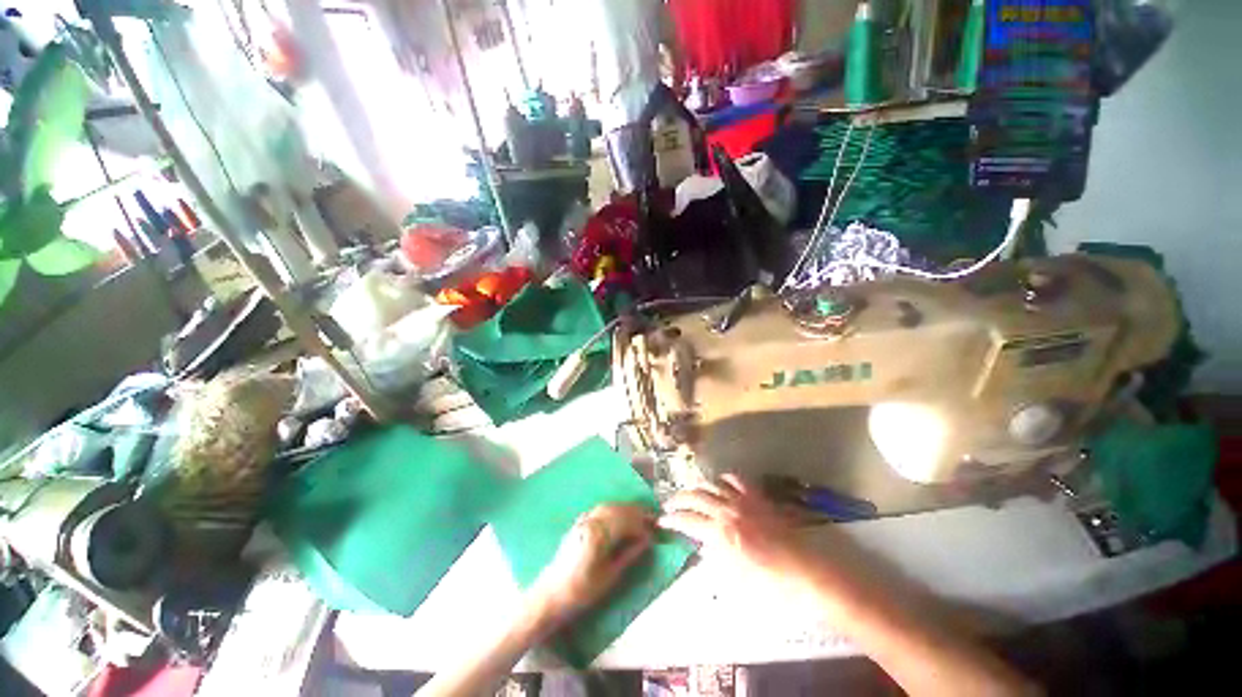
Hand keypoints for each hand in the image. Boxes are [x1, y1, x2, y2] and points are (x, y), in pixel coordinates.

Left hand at [528, 504, 653, 628]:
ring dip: (625, 509)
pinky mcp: (579, 522)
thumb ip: (629, 555)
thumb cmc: (581, 591)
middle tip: (651, 519)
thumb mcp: (609, 577)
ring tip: (639, 517)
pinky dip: (613, 509)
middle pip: (618, 510)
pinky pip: (600, 509)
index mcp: (598, 535)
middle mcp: (590, 522)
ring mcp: (583, 520)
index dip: (641, 526)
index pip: (626, 522)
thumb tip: (646, 541)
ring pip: (609, 506)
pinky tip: (619, 517)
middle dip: (636, 513)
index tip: (653, 533)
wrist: (550, 595)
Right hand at [658, 474, 810, 585]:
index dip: (671, 519)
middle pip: (695, 496)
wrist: (805, 572)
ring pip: (712, 485)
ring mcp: (742, 500)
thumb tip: (702, 547)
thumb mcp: (735, 579)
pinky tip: (719, 483)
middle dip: (678, 499)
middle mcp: (727, 510)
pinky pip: (735, 480)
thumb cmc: (770, 583)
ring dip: (697, 488)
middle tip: (669, 504)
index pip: (687, 520)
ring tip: (690, 493)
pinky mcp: (756, 497)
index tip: (662, 520)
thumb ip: (714, 559)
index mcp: (720, 533)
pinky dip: (723, 480)